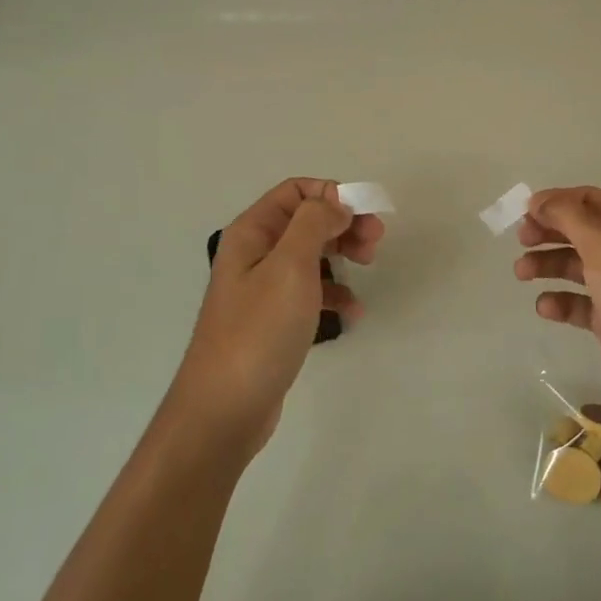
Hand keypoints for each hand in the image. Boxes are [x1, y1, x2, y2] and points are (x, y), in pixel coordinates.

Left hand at [174, 179, 383, 451]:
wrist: (224, 409)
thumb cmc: (258, 331)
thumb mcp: (290, 266)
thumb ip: (314, 223)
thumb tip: (336, 202)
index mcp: (252, 232)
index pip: (296, 191)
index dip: (333, 194)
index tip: (365, 215)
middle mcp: (255, 253)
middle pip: (307, 220)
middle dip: (344, 223)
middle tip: (376, 241)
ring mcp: (264, 288)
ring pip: (312, 254)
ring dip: (343, 253)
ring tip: (370, 266)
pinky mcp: (275, 319)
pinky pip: (311, 292)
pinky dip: (335, 293)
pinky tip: (354, 311)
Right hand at [515, 186, 600, 411]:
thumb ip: (568, 216)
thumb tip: (538, 200)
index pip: (591, 199)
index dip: (556, 202)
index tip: (524, 212)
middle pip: (580, 231)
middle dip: (549, 233)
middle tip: (521, 240)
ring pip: (576, 265)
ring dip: (547, 265)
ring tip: (522, 273)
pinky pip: (579, 302)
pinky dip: (560, 301)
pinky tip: (546, 306)